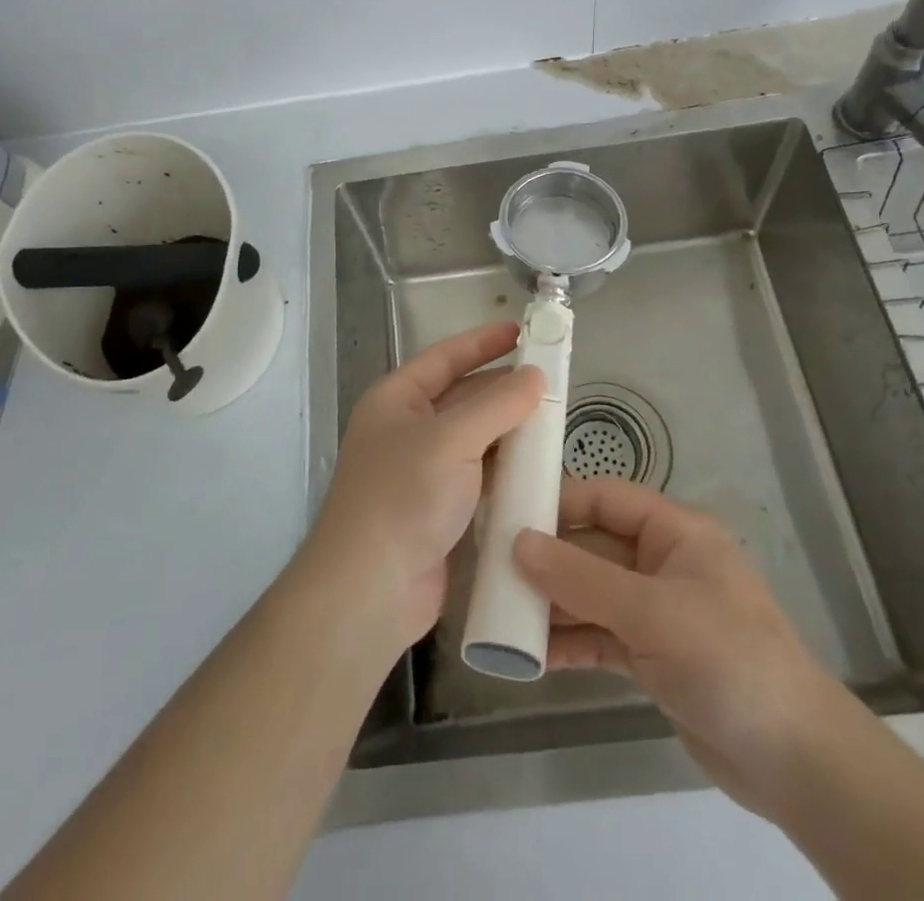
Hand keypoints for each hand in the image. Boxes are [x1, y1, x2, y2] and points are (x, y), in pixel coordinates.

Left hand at [299, 321, 542, 659]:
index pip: (445, 357)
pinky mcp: (439, 511)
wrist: (369, 591)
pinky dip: (505, 471)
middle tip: (551, 382)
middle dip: (503, 390)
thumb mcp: (451, 439)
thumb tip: (534, 375)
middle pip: (463, 398)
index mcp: (396, 399)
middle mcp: (407, 429)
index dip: (483, 342)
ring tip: (554, 422)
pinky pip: (479, 478)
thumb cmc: (403, 497)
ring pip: (475, 440)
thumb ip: (497, 405)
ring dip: (509, 432)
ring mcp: (422, 472)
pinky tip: (538, 470)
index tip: (522, 331)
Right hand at [513, 476, 846, 817]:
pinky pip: (601, 636)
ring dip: (553, 605)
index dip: (559, 502)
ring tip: (502, 617)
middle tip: (493, 572)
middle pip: (593, 548)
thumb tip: (517, 542)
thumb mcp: (650, 611)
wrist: (796, 761)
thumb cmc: (727, 658)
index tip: (508, 515)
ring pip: (592, 594)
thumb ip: (581, 577)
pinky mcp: (653, 656)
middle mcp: (663, 563)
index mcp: (674, 532)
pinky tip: (533, 656)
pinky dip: (571, 642)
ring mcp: (658, 611)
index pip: (606, 498)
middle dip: (547, 560)